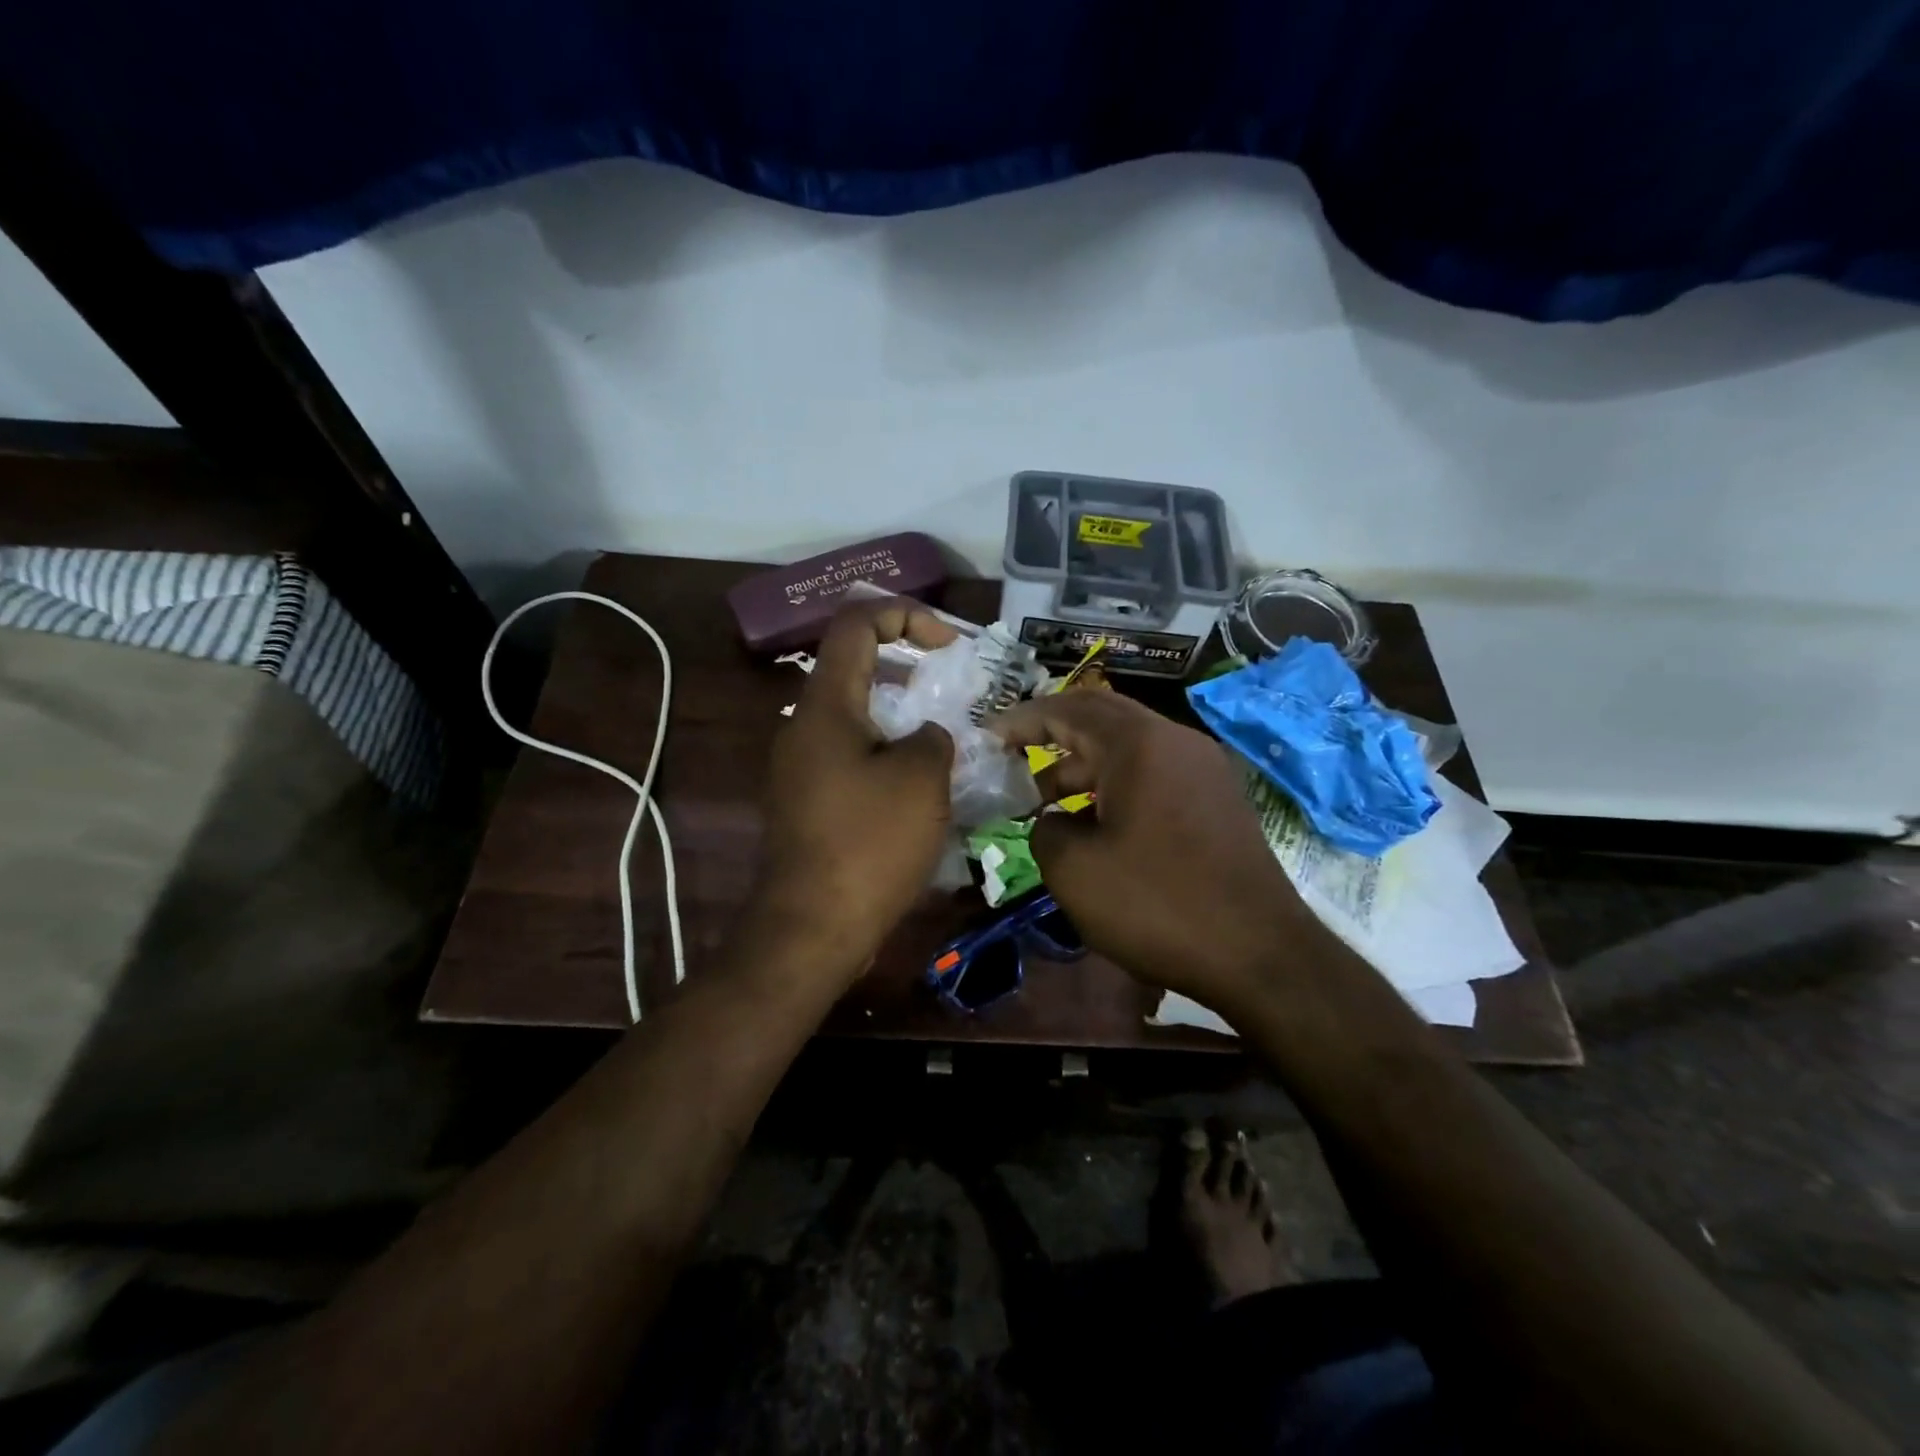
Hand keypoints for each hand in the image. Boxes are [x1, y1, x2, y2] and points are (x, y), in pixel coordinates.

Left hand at [757, 599, 957, 971]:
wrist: (812, 927)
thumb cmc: (869, 844)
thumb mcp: (922, 779)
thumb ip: (933, 736)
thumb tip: (925, 735)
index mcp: (826, 706)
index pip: (856, 624)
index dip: (906, 615)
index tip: (949, 646)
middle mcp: (804, 727)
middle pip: (856, 669)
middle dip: (910, 669)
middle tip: (954, 692)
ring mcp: (801, 767)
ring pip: (857, 717)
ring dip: (902, 717)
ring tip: (947, 742)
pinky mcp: (807, 802)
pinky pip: (852, 757)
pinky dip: (887, 754)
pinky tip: (921, 788)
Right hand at [990, 692, 1310, 1006]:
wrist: (1260, 955)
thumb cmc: (1158, 904)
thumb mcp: (1074, 871)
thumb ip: (1045, 830)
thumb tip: (1052, 821)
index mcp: (1139, 744)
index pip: (1068, 709)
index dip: (1022, 720)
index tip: (987, 737)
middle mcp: (1176, 741)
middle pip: (1101, 719)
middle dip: (1052, 737)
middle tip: (1013, 763)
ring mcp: (1204, 770)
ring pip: (1129, 750)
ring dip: (1083, 768)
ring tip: (1044, 805)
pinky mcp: (1218, 801)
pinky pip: (1154, 775)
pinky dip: (1115, 788)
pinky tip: (1096, 828)